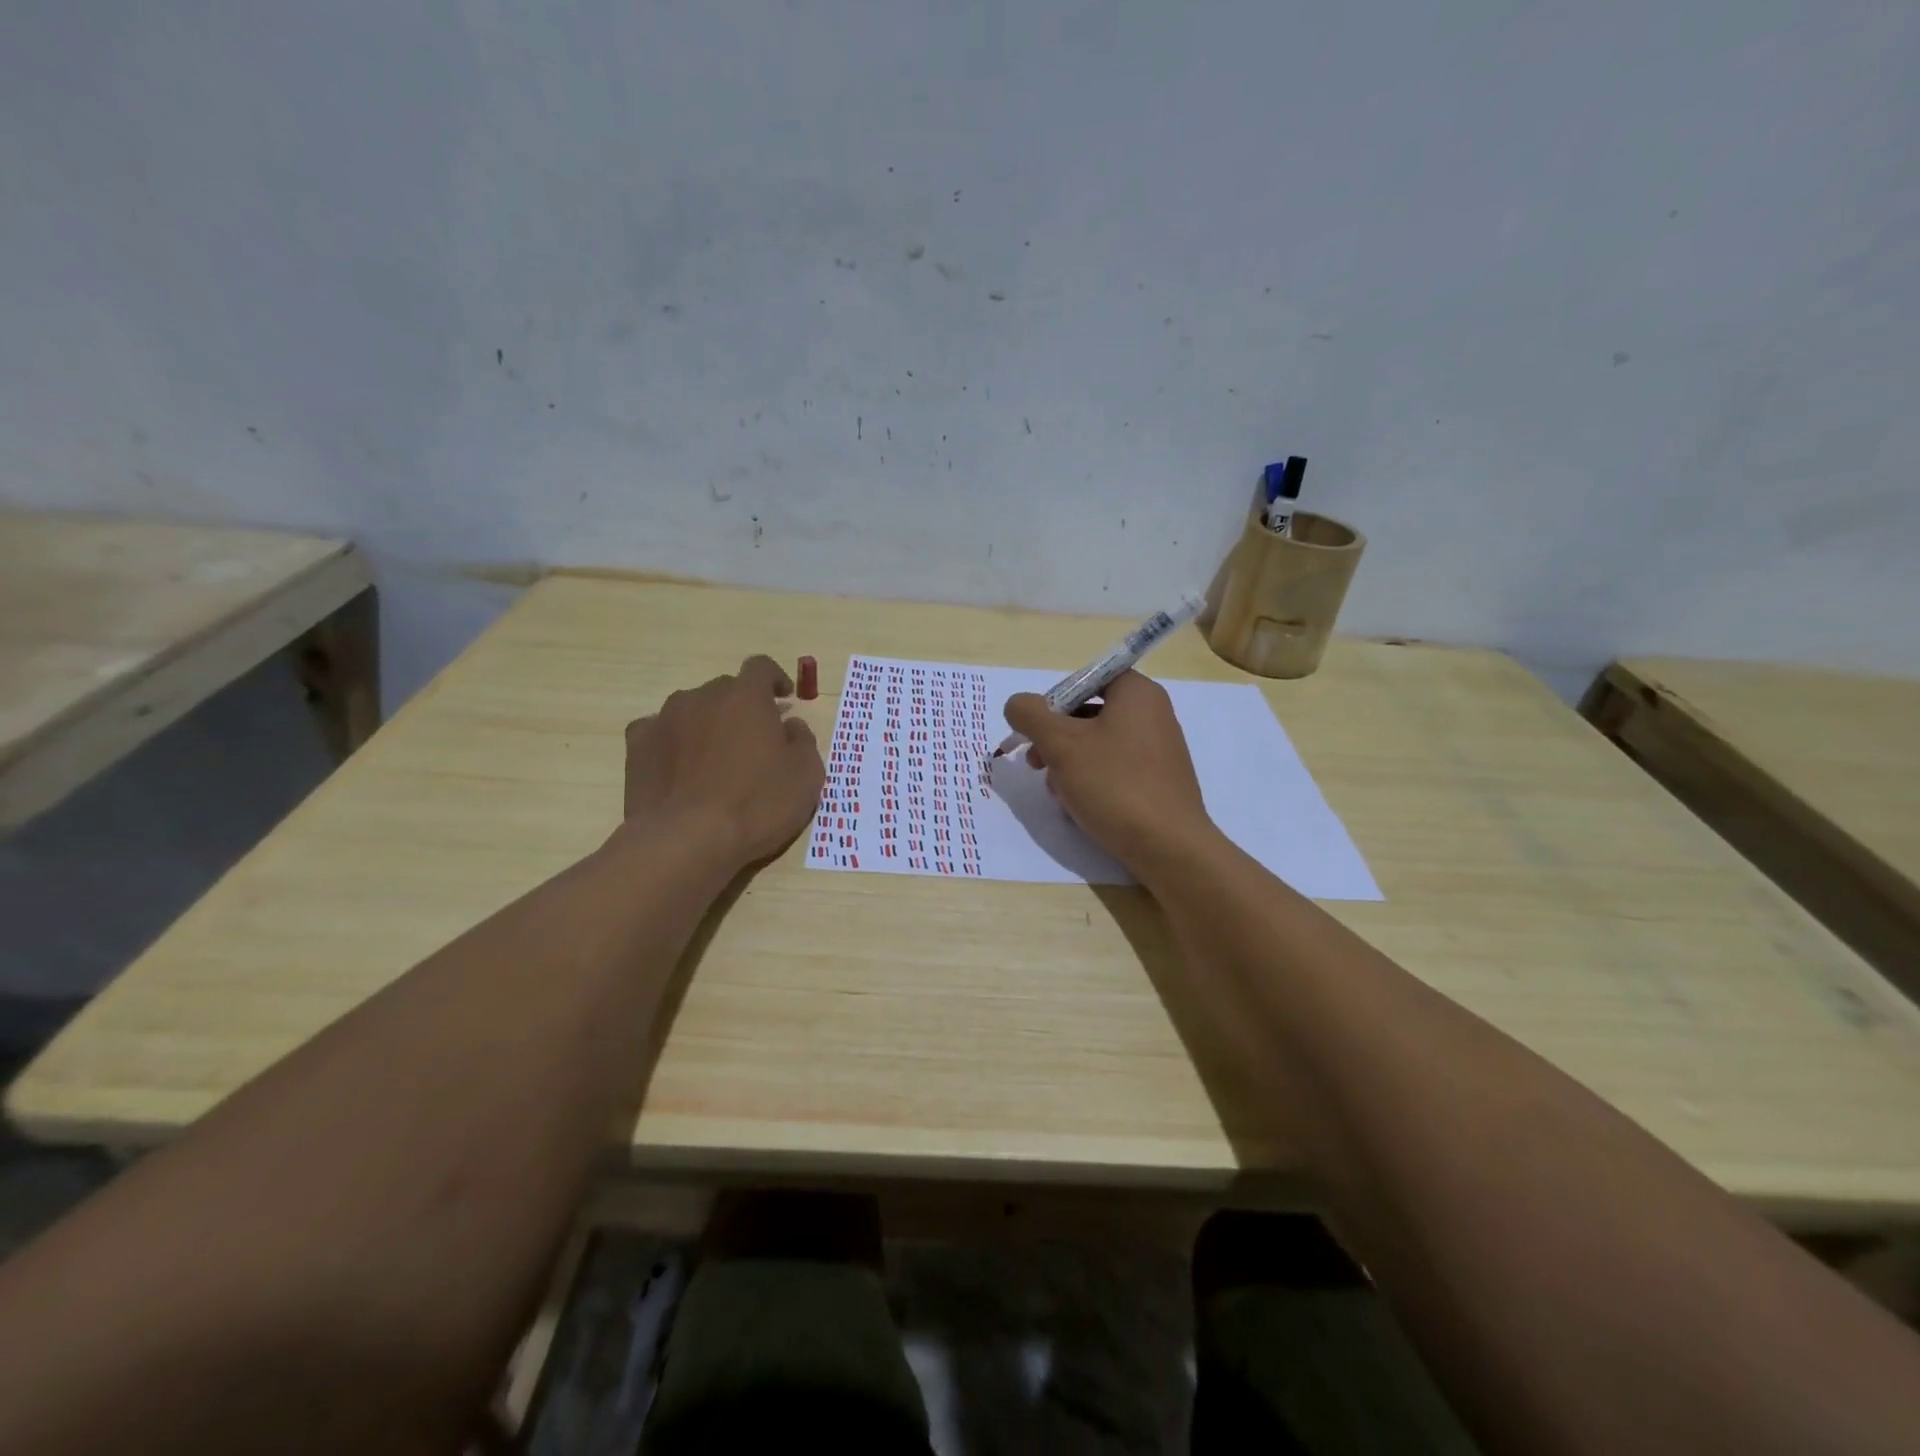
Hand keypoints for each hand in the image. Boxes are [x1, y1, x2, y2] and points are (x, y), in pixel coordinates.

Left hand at [624, 655, 824, 868]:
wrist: (687, 840)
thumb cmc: (757, 804)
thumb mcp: (806, 776)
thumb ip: (803, 741)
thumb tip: (791, 726)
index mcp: (746, 697)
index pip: (761, 667)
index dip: (775, 679)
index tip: (784, 698)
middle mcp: (702, 697)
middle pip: (726, 689)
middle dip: (742, 707)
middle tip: (754, 738)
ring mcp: (665, 719)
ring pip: (692, 709)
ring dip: (707, 723)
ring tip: (715, 757)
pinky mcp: (638, 746)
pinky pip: (660, 732)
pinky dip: (674, 742)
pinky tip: (680, 768)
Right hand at [1003, 670, 1218, 874]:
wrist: (1169, 847)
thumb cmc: (1114, 784)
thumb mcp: (1060, 744)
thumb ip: (1031, 715)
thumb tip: (1017, 704)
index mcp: (1137, 693)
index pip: (1086, 679)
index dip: (1054, 701)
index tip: (1036, 730)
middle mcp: (1153, 714)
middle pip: (1089, 713)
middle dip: (1055, 738)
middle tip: (1035, 764)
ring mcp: (1158, 749)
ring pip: (1098, 745)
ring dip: (1068, 764)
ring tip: (1056, 792)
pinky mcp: (1158, 781)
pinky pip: (1115, 769)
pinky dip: (1091, 780)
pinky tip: (1077, 806)